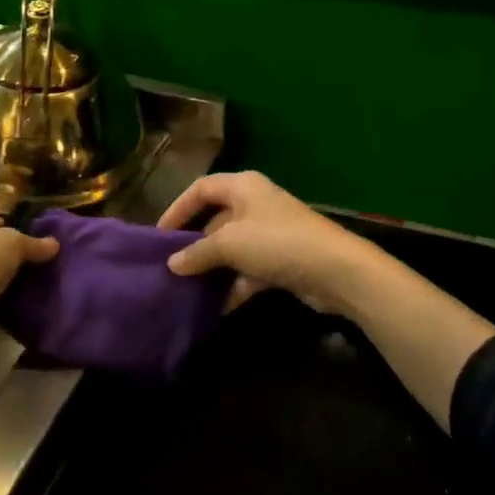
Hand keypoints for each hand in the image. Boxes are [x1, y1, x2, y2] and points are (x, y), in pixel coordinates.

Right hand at [158, 171, 389, 314]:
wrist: (335, 270)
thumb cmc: (276, 242)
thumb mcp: (229, 244)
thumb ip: (197, 253)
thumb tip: (172, 264)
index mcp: (243, 186)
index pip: (200, 189)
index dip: (178, 208)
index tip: (158, 234)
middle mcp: (255, 204)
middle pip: (215, 219)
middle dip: (194, 243)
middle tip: (169, 265)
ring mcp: (269, 233)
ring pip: (231, 248)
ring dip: (212, 268)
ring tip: (186, 289)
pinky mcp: (281, 260)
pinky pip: (248, 270)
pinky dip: (233, 286)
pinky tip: (215, 308)